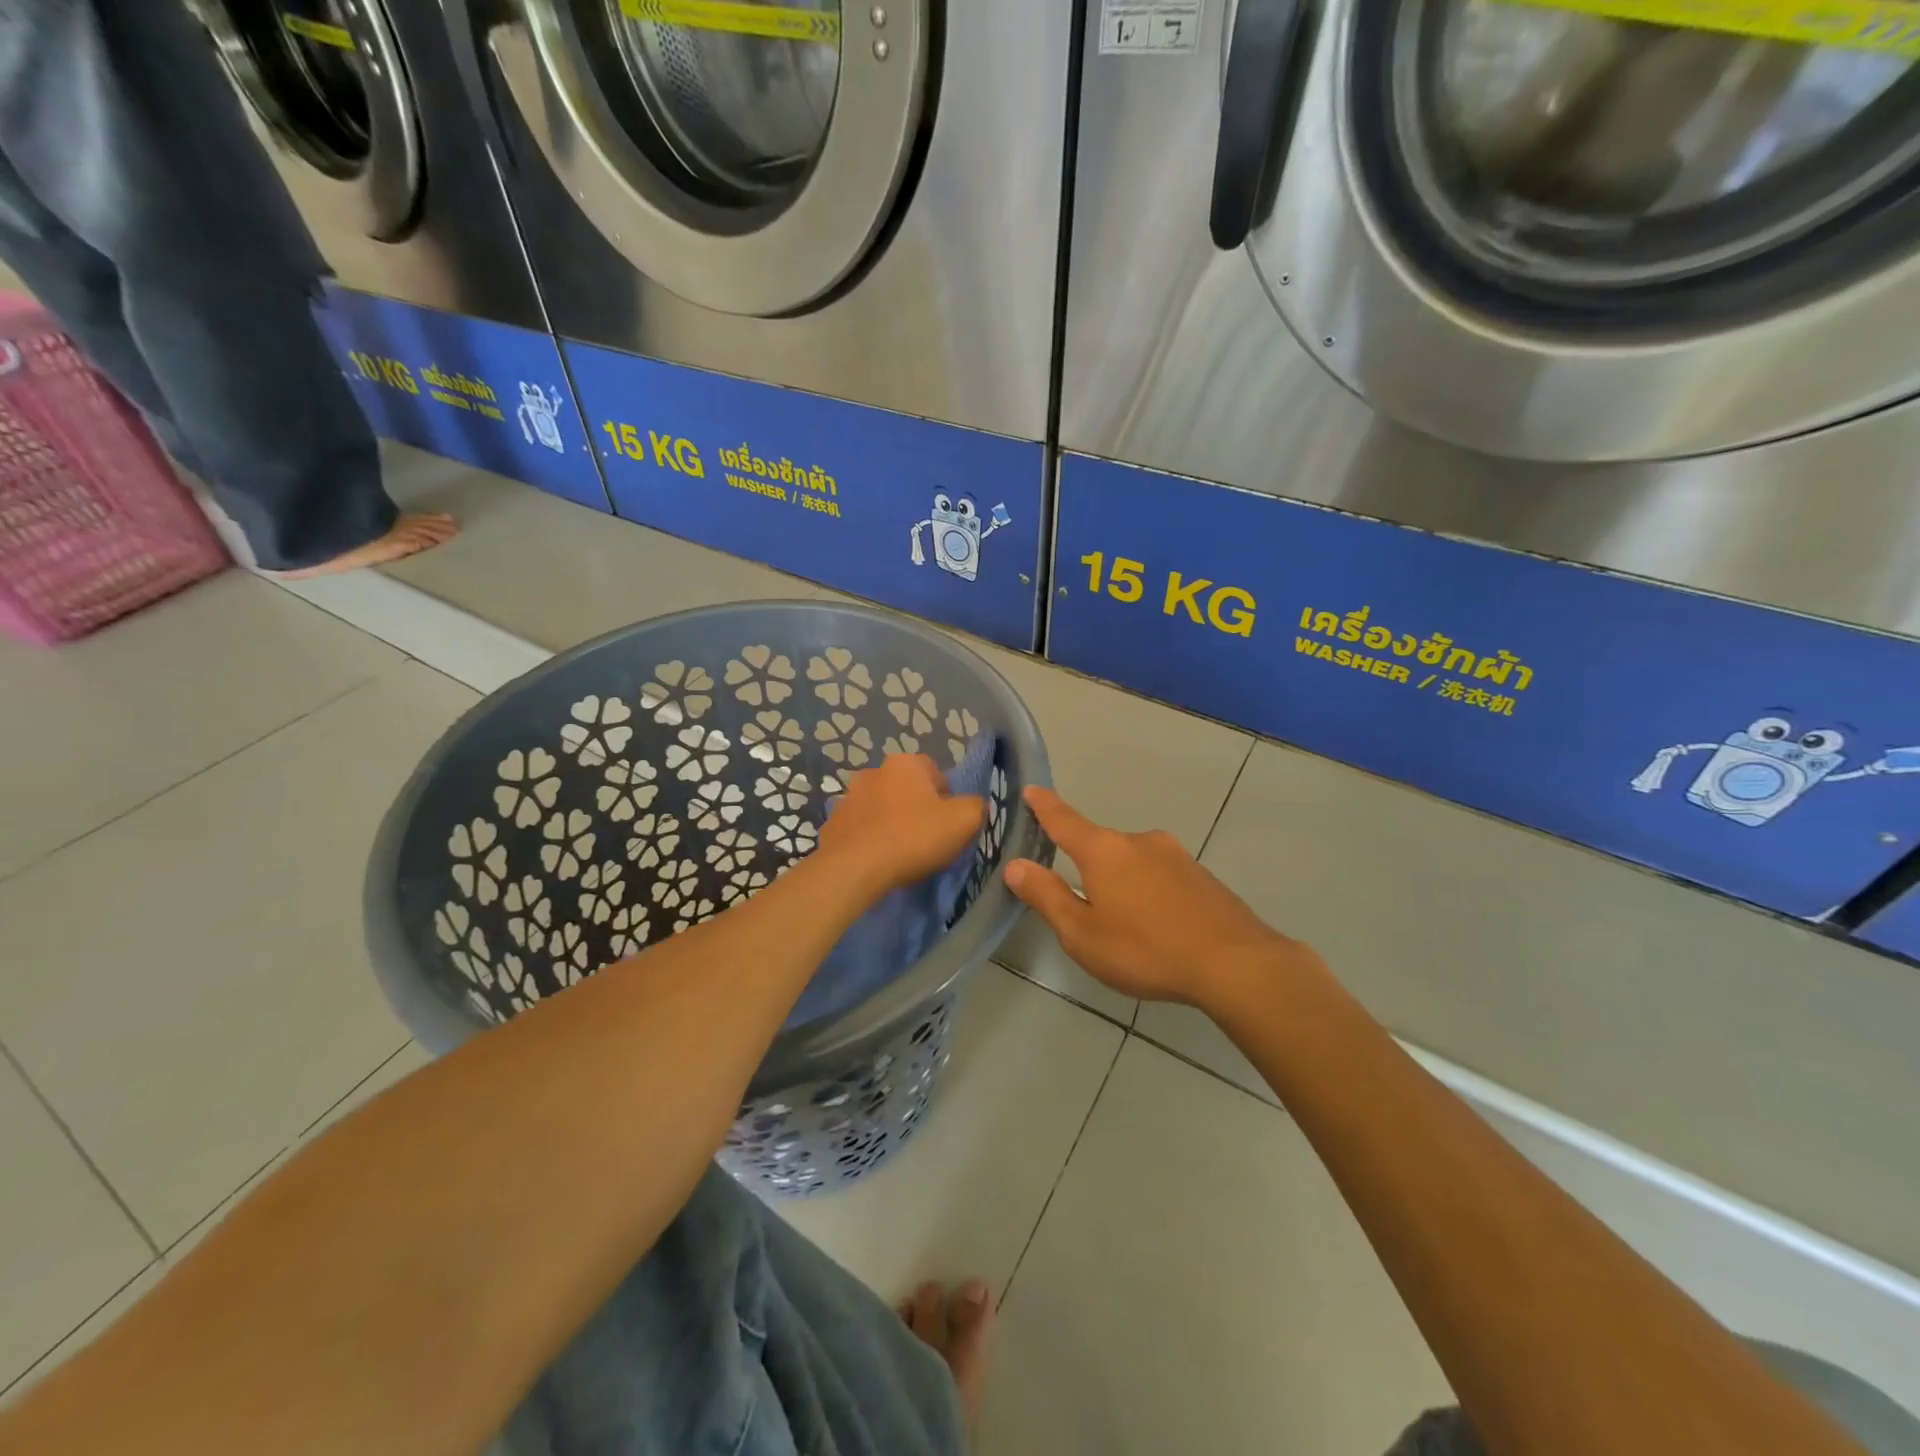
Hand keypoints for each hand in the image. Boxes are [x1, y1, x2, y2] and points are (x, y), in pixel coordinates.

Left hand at [817, 754, 984, 903]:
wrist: (854, 868)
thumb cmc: (913, 837)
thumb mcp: (963, 821)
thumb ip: (976, 806)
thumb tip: (973, 805)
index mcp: (906, 763)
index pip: (936, 773)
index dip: (947, 799)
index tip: (948, 824)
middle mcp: (874, 771)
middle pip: (906, 789)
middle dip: (916, 808)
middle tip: (926, 838)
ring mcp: (848, 796)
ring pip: (881, 807)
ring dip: (891, 822)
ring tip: (900, 852)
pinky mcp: (832, 823)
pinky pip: (860, 828)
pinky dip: (869, 839)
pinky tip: (877, 859)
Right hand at [1003, 787, 1307, 1004]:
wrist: (1235, 963)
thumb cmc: (1146, 949)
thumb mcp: (1082, 933)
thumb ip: (1047, 897)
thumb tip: (1015, 865)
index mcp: (1104, 851)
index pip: (1064, 821)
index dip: (1045, 807)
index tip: (1032, 789)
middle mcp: (1138, 841)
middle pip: (1100, 846)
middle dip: (1087, 868)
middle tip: (1084, 907)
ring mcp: (1174, 854)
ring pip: (1132, 863)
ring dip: (1122, 884)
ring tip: (1126, 927)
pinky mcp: (1200, 874)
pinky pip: (1160, 876)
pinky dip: (1149, 893)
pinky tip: (1158, 927)